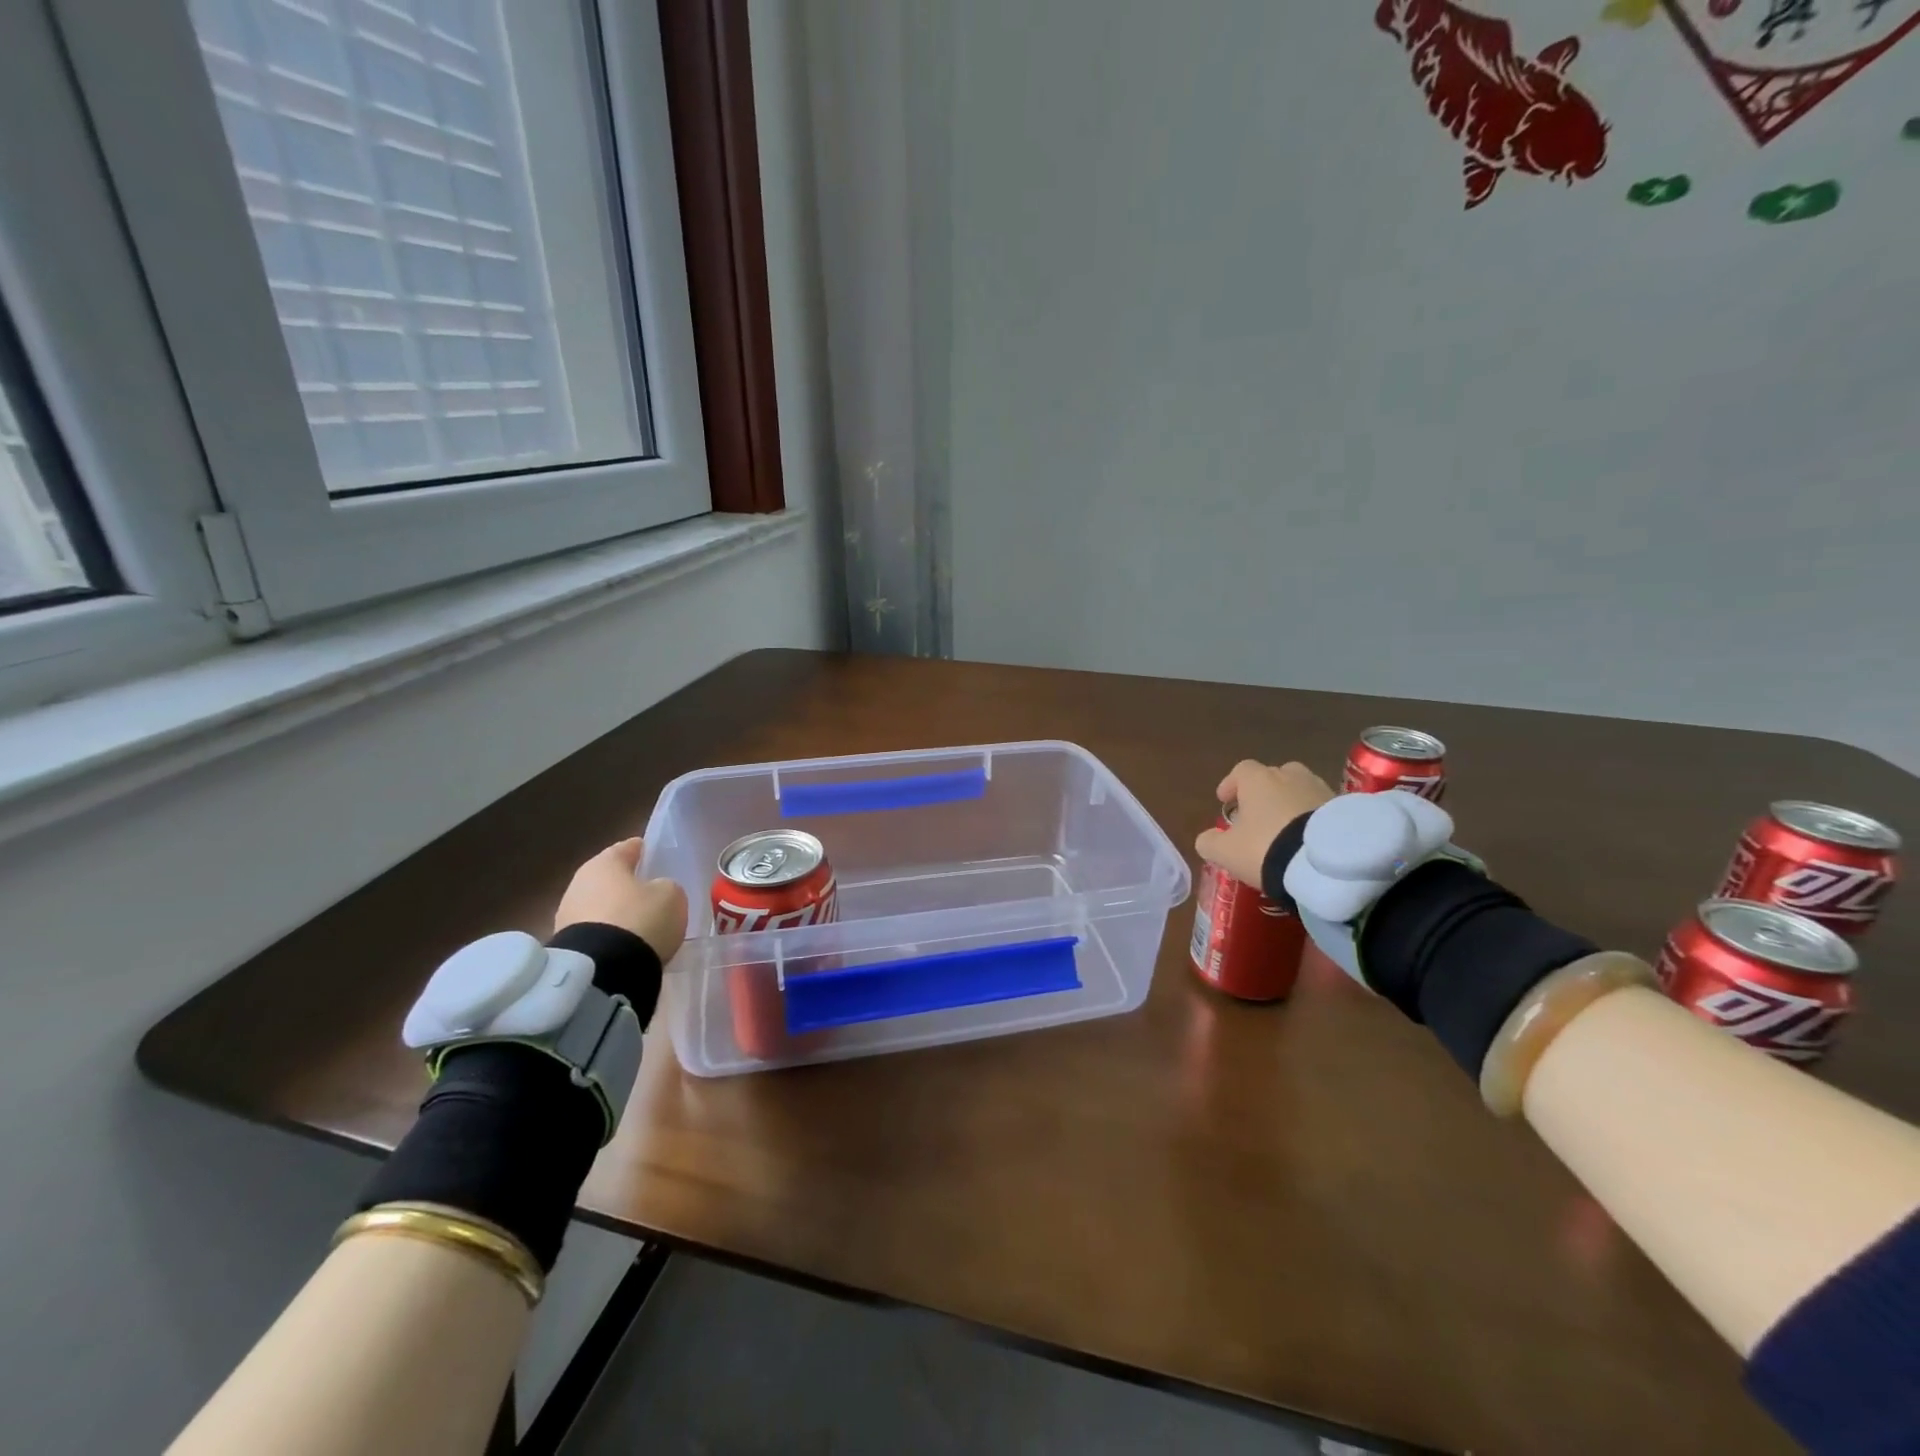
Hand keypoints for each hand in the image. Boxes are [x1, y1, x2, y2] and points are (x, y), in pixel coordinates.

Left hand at [554, 838, 687, 962]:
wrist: (603, 970)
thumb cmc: (641, 919)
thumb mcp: (671, 895)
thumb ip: (665, 886)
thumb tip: (656, 890)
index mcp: (605, 862)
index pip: (628, 847)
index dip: (646, 851)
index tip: (659, 858)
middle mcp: (579, 882)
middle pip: (610, 878)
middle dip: (629, 885)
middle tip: (651, 895)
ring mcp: (567, 915)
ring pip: (600, 906)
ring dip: (616, 912)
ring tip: (640, 925)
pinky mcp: (565, 945)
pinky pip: (596, 932)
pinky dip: (609, 935)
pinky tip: (626, 945)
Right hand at [1194, 760, 1334, 888]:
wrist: (1325, 862)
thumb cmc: (1266, 847)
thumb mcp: (1226, 852)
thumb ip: (1210, 842)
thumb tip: (1207, 838)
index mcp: (1257, 780)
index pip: (1241, 770)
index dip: (1231, 784)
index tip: (1225, 801)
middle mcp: (1289, 776)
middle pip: (1274, 776)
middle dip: (1264, 792)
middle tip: (1258, 816)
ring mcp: (1320, 789)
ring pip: (1300, 790)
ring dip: (1290, 804)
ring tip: (1286, 830)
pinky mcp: (1344, 808)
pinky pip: (1321, 808)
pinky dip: (1313, 819)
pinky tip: (1308, 840)